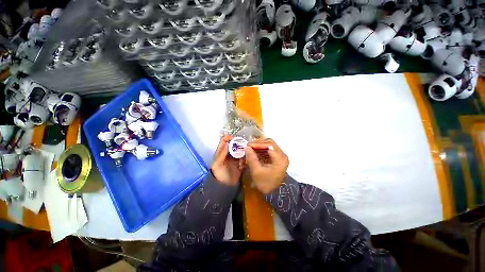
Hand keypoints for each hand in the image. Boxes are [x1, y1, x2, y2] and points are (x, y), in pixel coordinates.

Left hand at [211, 135, 244, 185]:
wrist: (224, 187)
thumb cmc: (218, 175)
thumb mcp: (217, 165)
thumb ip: (221, 154)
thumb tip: (227, 143)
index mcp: (221, 152)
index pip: (224, 140)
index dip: (230, 137)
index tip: (237, 140)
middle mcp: (229, 153)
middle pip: (234, 144)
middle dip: (240, 143)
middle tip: (246, 146)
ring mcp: (235, 158)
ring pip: (240, 150)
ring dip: (244, 150)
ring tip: (248, 152)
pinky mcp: (240, 163)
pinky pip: (244, 157)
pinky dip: (246, 157)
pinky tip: (248, 159)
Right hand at [245, 139, 288, 193]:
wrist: (273, 193)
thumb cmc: (265, 184)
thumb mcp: (257, 172)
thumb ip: (252, 158)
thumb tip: (246, 147)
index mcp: (280, 159)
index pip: (269, 145)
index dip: (258, 144)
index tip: (248, 145)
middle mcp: (282, 155)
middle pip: (270, 143)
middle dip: (258, 143)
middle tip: (248, 146)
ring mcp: (280, 156)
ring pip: (269, 145)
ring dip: (259, 146)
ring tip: (250, 148)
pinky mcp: (277, 158)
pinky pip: (269, 149)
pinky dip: (261, 149)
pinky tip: (255, 152)